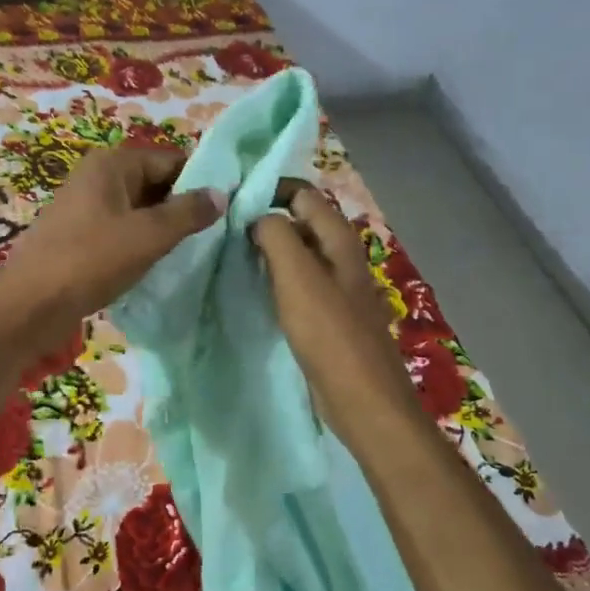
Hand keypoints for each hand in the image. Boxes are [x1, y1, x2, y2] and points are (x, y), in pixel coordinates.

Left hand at [0, 147, 224, 353]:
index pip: (171, 160)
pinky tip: (159, 263)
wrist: (28, 306)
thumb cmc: (89, 261)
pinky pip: (122, 227)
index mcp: (112, 163)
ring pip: (140, 208)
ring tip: (193, 250)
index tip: (230, 207)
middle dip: (183, 206)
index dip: (201, 181)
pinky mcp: (80, 233)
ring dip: (163, 227)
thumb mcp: (147, 236)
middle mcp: (97, 175)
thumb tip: (221, 193)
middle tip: (216, 233)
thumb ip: (188, 213)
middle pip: (155, 182)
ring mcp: (86, 205)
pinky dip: (141, 240)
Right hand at [252, 180, 414, 428]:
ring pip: (299, 253)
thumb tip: (259, 217)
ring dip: (269, 251)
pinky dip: (278, 278)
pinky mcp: (330, 314)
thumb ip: (276, 235)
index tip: (233, 205)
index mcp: (340, 239)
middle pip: (301, 221)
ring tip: (233, 257)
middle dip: (266, 220)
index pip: (303, 193)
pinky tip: (256, 290)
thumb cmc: (329, 333)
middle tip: (226, 232)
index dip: (270, 191)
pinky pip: (300, 282)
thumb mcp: (297, 276)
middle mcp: (342, 256)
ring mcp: (338, 286)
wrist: (363, 399)